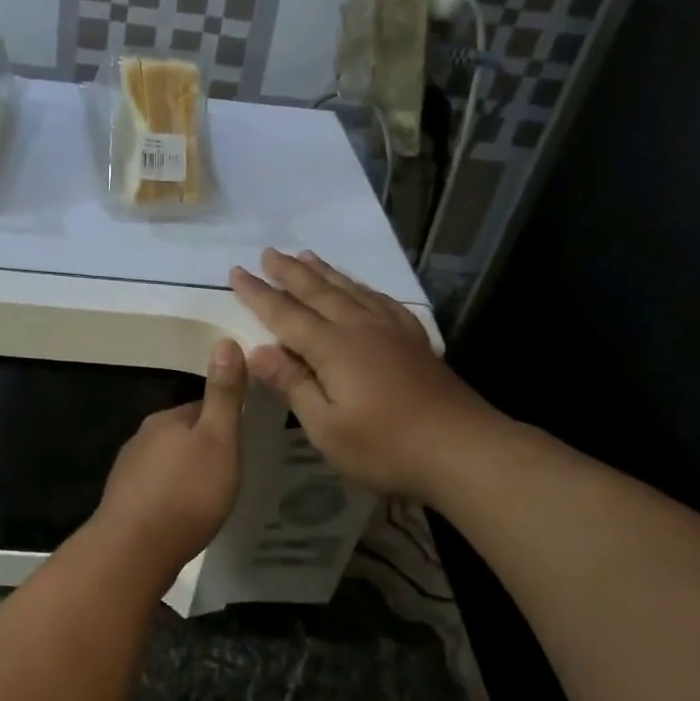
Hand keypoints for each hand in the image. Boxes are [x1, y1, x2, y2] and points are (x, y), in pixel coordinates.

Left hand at [93, 339, 245, 568]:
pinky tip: (182, 513)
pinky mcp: (123, 500)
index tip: (243, 438)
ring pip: (167, 460)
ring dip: (186, 471)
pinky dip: (171, 493)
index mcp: (167, 418)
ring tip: (209, 493)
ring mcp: (129, 469)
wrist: (134, 549)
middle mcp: (143, 436)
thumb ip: (223, 395)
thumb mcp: (218, 440)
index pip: (202, 407)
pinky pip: (155, 487)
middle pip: (183, 433)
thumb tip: (225, 340)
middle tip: (230, 469)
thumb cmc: (186, 492)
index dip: (225, 420)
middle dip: (204, 446)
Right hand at [230, 250, 486, 500]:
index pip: (286, 314)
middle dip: (289, 272)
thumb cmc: (386, 446)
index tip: (236, 273)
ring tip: (306, 255)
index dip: (259, 294)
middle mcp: (360, 328)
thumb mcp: (326, 427)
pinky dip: (362, 288)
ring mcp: (392, 330)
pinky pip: (381, 300)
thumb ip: (293, 385)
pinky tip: (361, 288)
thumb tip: (258, 351)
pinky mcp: (414, 340)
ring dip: (325, 272)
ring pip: (350, 289)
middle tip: (268, 252)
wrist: (462, 448)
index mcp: (334, 348)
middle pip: (319, 291)